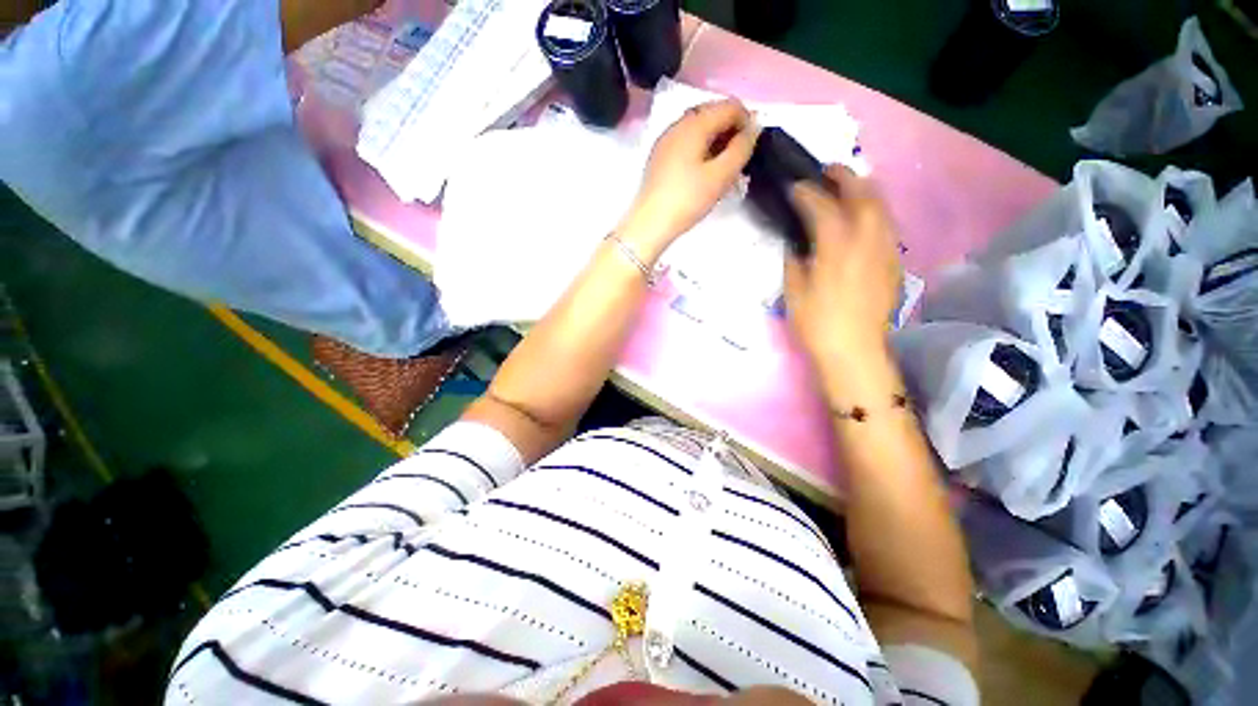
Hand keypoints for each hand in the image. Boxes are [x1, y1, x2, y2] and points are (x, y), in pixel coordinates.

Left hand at [617, 99, 758, 258]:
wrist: (650, 224)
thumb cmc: (687, 199)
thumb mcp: (721, 176)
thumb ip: (742, 147)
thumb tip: (756, 124)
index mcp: (694, 123)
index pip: (730, 106)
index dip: (747, 122)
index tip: (751, 149)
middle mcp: (678, 124)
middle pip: (713, 114)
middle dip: (730, 131)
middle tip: (738, 160)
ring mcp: (665, 140)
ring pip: (699, 129)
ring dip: (716, 142)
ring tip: (723, 169)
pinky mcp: (659, 157)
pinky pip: (686, 143)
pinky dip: (701, 150)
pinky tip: (703, 172)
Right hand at [784, 166, 902, 374]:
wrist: (855, 350)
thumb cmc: (817, 323)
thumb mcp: (794, 291)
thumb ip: (794, 261)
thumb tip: (796, 243)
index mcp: (837, 247)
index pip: (823, 207)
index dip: (806, 193)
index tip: (794, 187)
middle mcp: (867, 240)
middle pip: (863, 194)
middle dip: (845, 177)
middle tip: (828, 171)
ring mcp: (885, 250)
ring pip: (881, 206)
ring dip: (864, 190)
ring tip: (848, 186)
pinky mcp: (894, 262)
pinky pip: (887, 225)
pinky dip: (874, 211)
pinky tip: (862, 218)